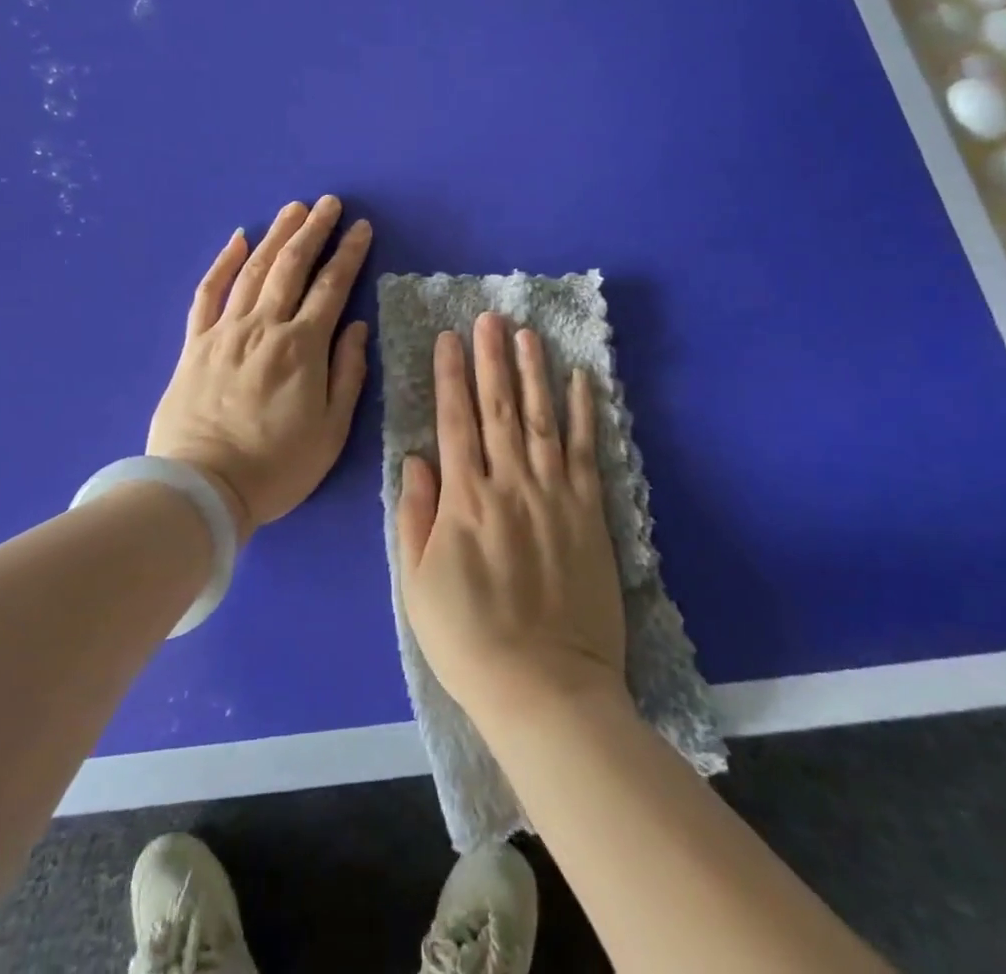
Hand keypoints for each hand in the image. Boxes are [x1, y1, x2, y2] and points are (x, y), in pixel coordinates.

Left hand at [147, 197, 371, 541]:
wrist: (202, 488)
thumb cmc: (276, 467)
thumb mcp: (331, 431)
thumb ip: (347, 374)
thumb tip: (356, 326)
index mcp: (302, 347)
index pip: (331, 287)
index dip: (349, 254)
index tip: (361, 229)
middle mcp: (264, 327)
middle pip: (292, 266)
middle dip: (314, 230)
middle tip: (329, 203)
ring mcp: (225, 331)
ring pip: (254, 270)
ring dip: (276, 235)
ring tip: (293, 209)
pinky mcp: (195, 343)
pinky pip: (209, 293)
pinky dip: (223, 263)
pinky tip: (237, 240)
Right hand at [395, 313, 627, 732]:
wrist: (545, 687)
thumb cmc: (468, 640)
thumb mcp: (416, 584)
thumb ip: (415, 516)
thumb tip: (415, 458)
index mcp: (464, 500)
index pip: (455, 421)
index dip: (451, 376)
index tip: (450, 338)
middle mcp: (509, 484)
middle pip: (499, 408)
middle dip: (491, 359)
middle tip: (490, 318)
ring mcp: (554, 495)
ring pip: (543, 418)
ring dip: (534, 372)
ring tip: (528, 334)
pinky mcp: (590, 513)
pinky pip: (587, 452)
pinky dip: (584, 413)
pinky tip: (580, 380)